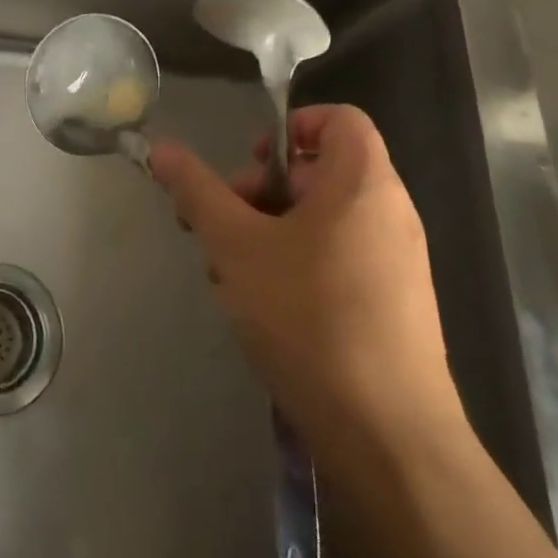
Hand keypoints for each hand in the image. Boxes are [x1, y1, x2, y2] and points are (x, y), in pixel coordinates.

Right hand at [149, 105, 469, 483]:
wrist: (388, 438)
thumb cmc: (309, 317)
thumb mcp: (236, 246)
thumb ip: (197, 191)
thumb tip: (161, 147)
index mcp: (363, 183)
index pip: (337, 118)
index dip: (289, 126)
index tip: (248, 165)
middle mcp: (390, 213)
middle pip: (319, 170)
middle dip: (259, 189)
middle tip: (220, 227)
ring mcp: (397, 263)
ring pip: (320, 221)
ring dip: (267, 232)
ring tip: (229, 273)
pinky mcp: (393, 307)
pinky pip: (337, 260)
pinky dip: (295, 265)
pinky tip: (261, 307)